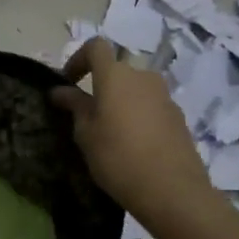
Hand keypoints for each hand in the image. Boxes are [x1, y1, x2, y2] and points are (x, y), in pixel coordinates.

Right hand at [52, 38, 211, 216]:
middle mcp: (142, 76)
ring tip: (111, 132)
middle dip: (100, 86)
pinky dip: (138, 116)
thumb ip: (74, 106)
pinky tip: (134, 145)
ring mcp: (164, 96)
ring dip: (120, 101)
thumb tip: (60, 90)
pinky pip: (151, 106)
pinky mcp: (178, 116)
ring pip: (135, 89)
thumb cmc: (118, 157)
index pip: (96, 47)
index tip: (68, 82)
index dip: (78, 58)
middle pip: (117, 70)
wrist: (173, 191)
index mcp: (115, 75)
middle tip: (88, 115)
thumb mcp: (86, 134)